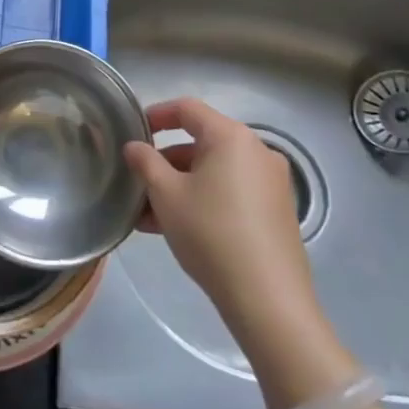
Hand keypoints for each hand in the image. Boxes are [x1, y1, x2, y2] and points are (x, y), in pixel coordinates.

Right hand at [124, 99, 324, 361]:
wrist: (268, 299)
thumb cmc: (211, 233)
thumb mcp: (166, 195)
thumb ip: (145, 162)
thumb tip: (134, 147)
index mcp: (231, 137)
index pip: (188, 109)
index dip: (156, 115)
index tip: (133, 131)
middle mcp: (256, 152)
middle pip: (201, 143)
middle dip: (164, 162)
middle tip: (137, 182)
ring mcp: (271, 183)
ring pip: (213, 172)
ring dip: (179, 186)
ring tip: (147, 215)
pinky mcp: (275, 212)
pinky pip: (230, 192)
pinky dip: (202, 200)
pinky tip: (175, 229)